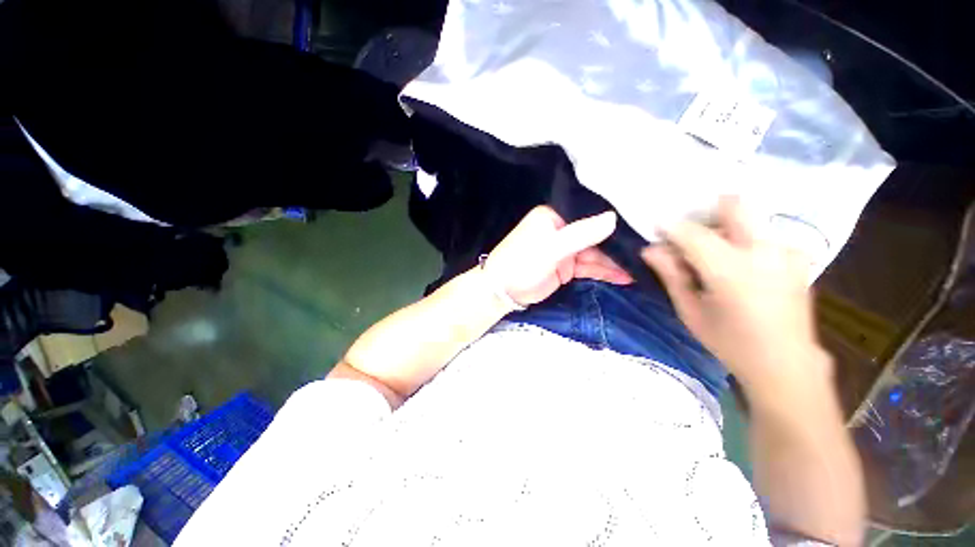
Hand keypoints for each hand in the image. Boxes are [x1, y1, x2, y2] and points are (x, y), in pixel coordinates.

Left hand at [485, 206, 632, 307]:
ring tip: (643, 267)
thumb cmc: (522, 264)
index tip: (643, 224)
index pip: (589, 214)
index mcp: (554, 217)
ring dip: (616, 261)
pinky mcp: (566, 267)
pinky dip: (605, 272)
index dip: (614, 220)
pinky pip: (590, 267)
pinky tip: (626, 277)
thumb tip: (613, 217)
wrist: (502, 291)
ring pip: (595, 253)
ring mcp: (564, 250)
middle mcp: (561, 230)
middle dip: (618, 244)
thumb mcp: (551, 249)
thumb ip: (581, 234)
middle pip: (595, 235)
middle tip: (650, 249)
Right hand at [641, 197, 831, 394]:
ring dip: (725, 228)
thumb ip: (671, 275)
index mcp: (730, 269)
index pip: (692, 232)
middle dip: (706, 211)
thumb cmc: (729, 342)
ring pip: (750, 218)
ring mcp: (786, 250)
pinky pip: (764, 234)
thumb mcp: (689, 311)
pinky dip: (744, 241)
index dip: (670, 227)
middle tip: (689, 233)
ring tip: (712, 255)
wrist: (786, 364)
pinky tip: (739, 266)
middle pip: (734, 204)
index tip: (657, 229)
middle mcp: (763, 250)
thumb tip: (650, 250)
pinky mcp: (797, 257)